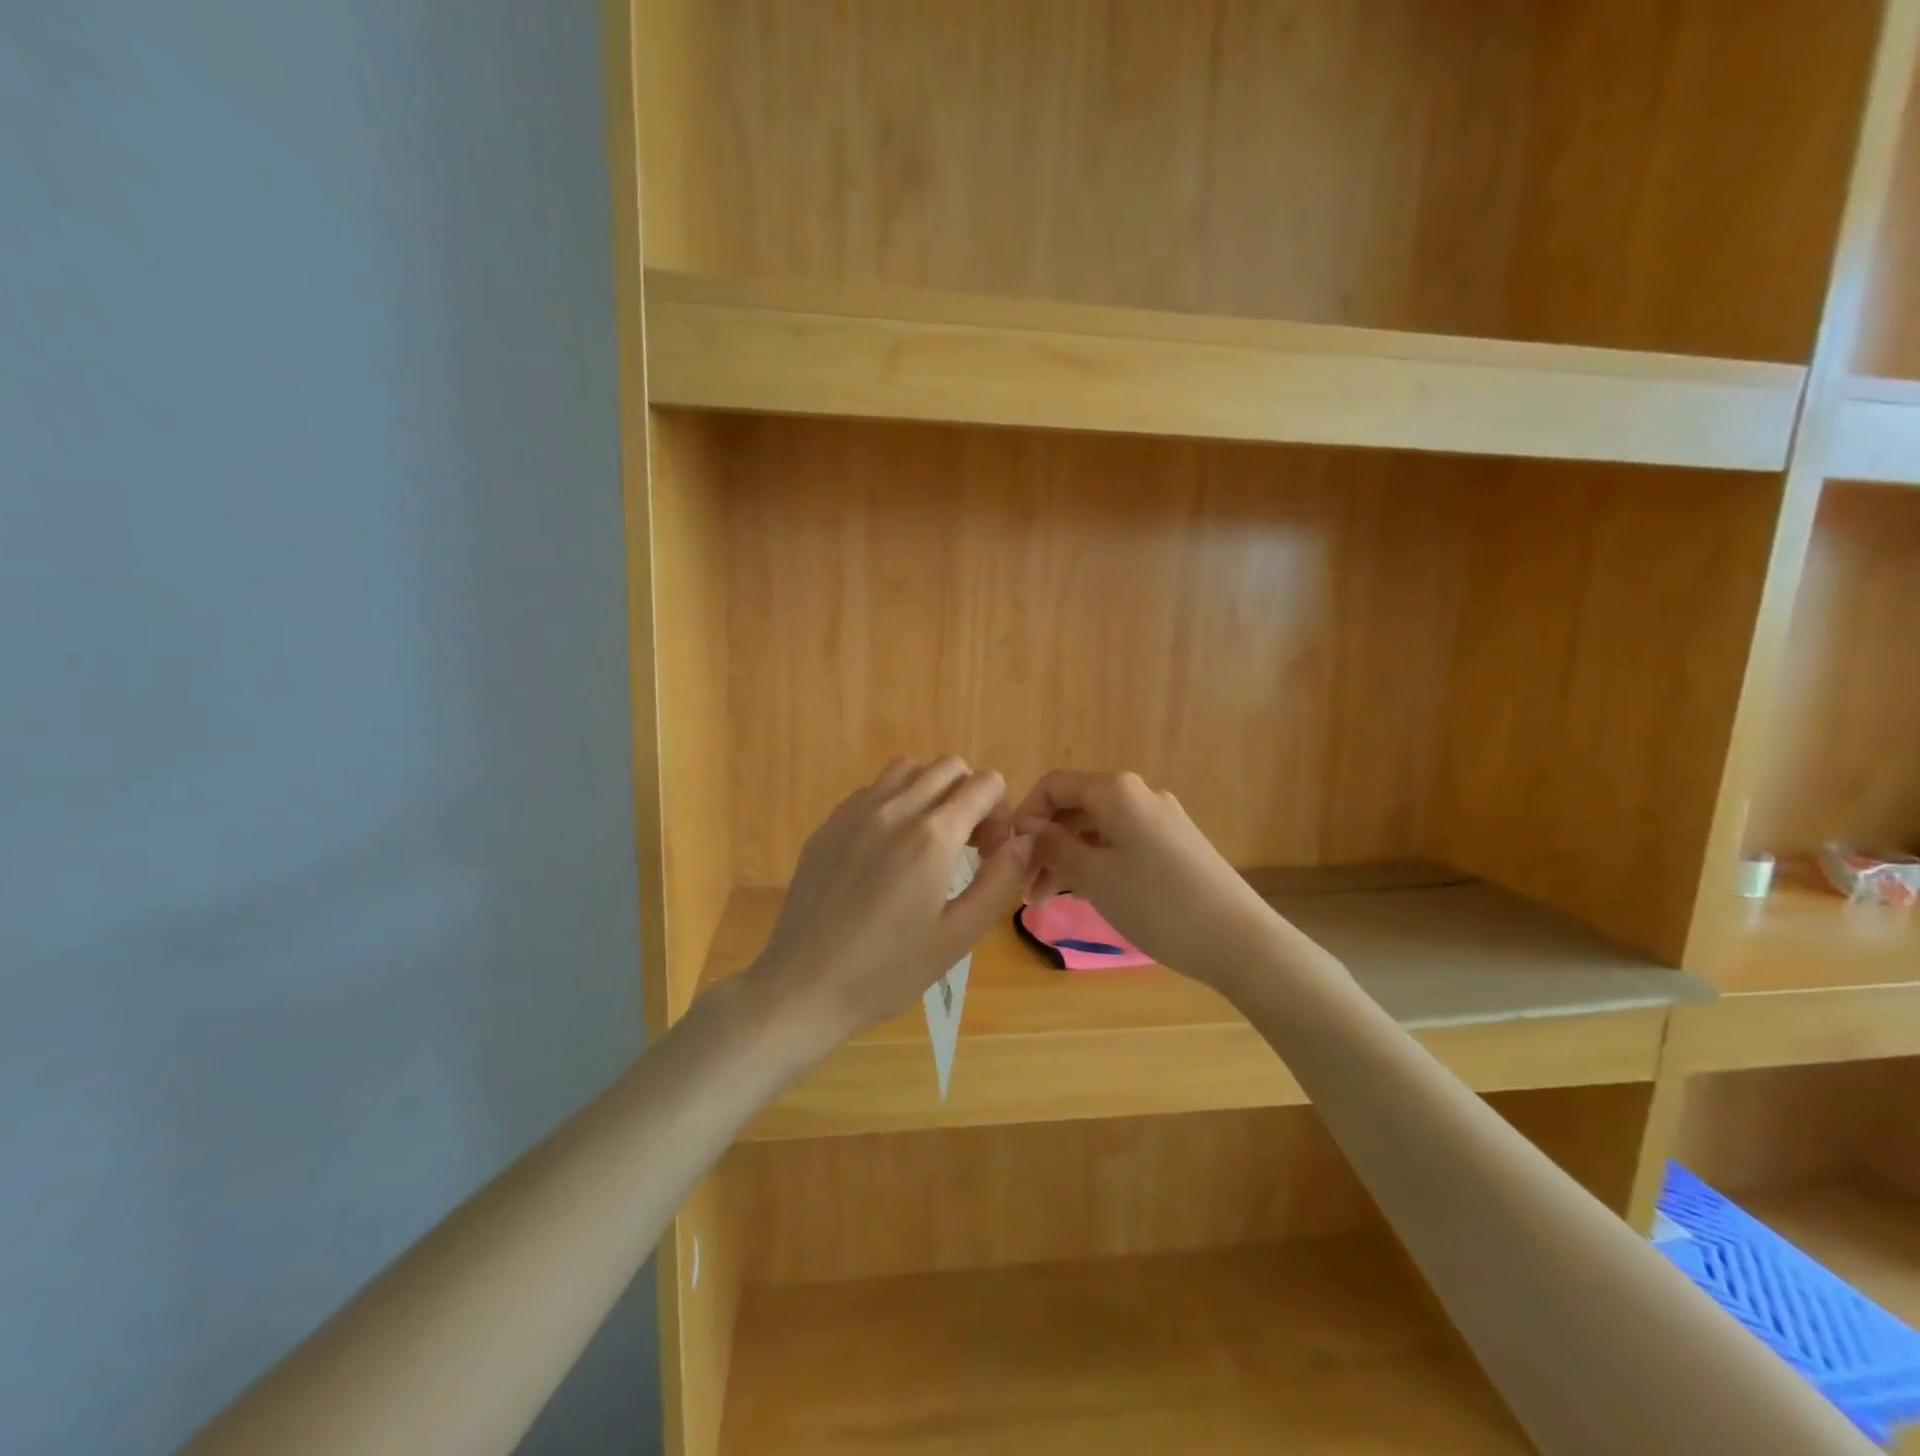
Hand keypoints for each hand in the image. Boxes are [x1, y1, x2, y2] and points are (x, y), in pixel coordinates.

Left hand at [747, 757, 1031, 1055]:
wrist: (803, 985)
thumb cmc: (886, 971)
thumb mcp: (958, 937)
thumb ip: (999, 881)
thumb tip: (1022, 841)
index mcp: (932, 836)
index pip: (984, 784)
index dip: (1000, 814)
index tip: (990, 854)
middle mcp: (894, 809)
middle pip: (949, 767)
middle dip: (969, 796)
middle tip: (964, 846)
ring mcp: (855, 812)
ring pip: (907, 769)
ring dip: (930, 792)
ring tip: (927, 840)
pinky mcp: (828, 824)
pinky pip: (872, 790)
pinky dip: (893, 803)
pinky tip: (886, 850)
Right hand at [1014, 770, 1286, 992]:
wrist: (1239, 940)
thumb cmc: (1157, 903)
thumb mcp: (1094, 875)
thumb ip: (1053, 846)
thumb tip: (1025, 828)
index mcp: (1116, 791)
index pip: (1054, 786)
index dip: (1025, 815)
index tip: (1008, 855)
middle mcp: (1139, 795)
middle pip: (1075, 808)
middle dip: (1045, 844)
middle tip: (1025, 889)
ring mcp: (1161, 820)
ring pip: (1097, 830)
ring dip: (1068, 859)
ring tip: (1046, 902)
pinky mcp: (1175, 846)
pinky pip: (1121, 844)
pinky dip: (1096, 864)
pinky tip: (1086, 895)